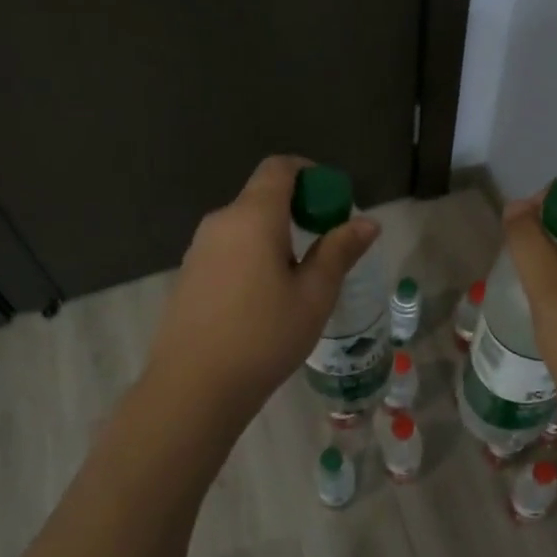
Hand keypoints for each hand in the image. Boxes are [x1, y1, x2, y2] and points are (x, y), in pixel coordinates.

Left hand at [143, 156, 378, 428]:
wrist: (192, 388)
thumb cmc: (263, 337)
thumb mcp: (314, 295)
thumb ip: (339, 251)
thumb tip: (368, 222)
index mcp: (252, 217)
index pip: (279, 168)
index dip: (309, 173)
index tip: (333, 199)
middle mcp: (220, 222)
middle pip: (262, 196)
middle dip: (298, 208)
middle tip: (326, 243)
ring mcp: (198, 248)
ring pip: (245, 224)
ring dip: (275, 234)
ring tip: (299, 276)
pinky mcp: (188, 274)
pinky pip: (228, 248)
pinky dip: (253, 253)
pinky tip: (264, 297)